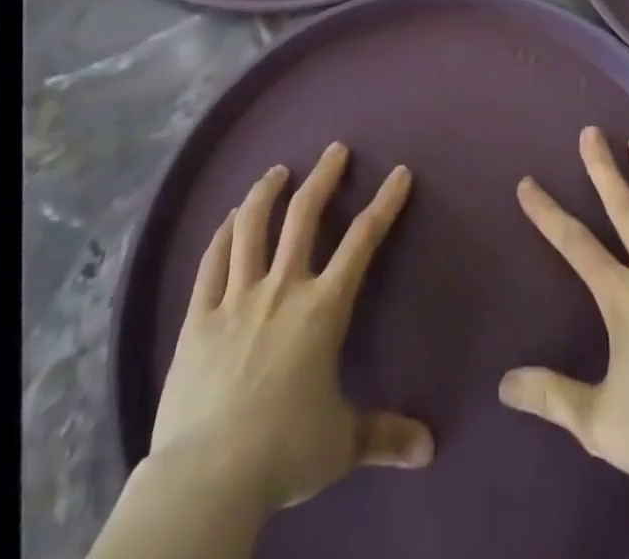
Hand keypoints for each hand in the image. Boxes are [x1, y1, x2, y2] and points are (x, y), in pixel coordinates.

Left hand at [148, 143, 433, 514]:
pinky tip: (228, 219)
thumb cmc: (283, 452)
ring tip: (276, 172)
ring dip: (266, 193)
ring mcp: (236, 298)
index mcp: (323, 308)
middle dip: (324, 177)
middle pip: (304, 216)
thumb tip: (430, 449)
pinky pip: (211, 263)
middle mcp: (282, 288)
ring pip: (251, 227)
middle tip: (334, 150)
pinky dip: (222, 235)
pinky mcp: (198, 317)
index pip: (362, 241)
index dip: (384, 203)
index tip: (398, 173)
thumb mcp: (342, 444)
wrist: (207, 478)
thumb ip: (385, 435)